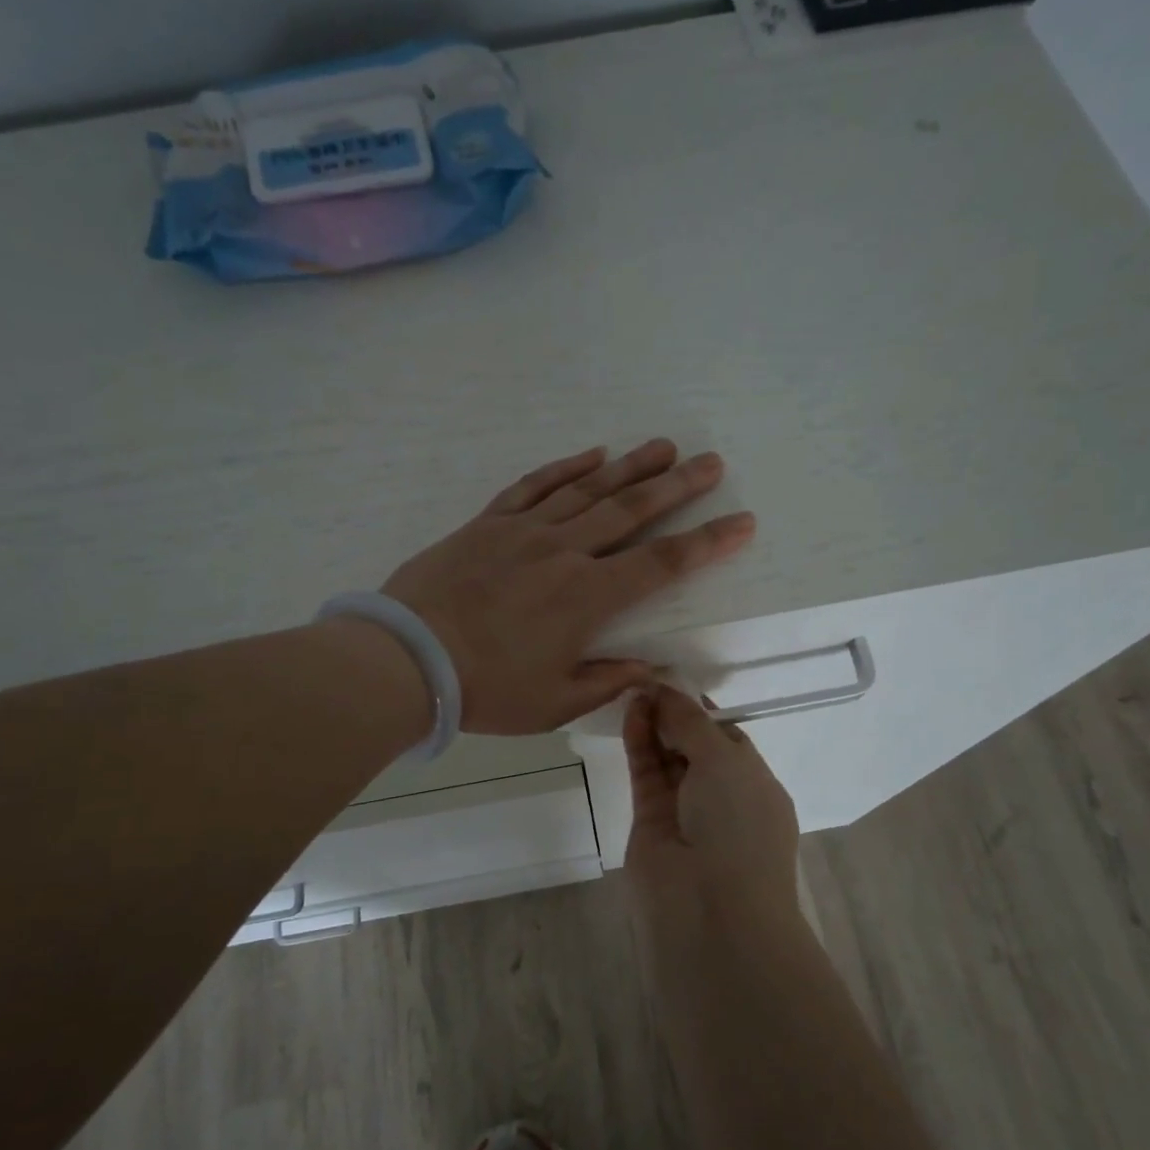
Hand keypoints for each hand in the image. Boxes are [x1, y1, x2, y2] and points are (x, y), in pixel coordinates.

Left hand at [382, 441, 754, 733]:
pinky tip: (591, 455)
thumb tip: (651, 671)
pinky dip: (565, 468)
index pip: (662, 563)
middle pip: (632, 511)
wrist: (407, 659)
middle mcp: (565, 552)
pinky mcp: (488, 523)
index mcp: (587, 597)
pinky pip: (533, 486)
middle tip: (711, 462)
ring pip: (588, 490)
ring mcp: (524, 531)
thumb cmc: (486, 689)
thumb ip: (607, 681)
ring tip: (663, 447)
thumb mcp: (555, 702)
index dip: (706, 542)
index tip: (742, 521)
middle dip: (678, 486)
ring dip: (630, 467)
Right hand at [623, 684, 798, 924]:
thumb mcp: (725, 762)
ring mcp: (685, 811)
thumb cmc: (738, 826)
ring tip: (635, 689)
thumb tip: (667, 690)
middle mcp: (722, 797)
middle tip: (649, 680)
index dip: (702, 710)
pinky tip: (631, 712)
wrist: (710, 909)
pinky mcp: (651, 822)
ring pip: (667, 758)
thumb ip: (692, 722)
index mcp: (756, 785)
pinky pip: (646, 773)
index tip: (676, 681)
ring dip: (654, 724)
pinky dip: (639, 743)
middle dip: (675, 714)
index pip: (728, 738)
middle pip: (694, 746)